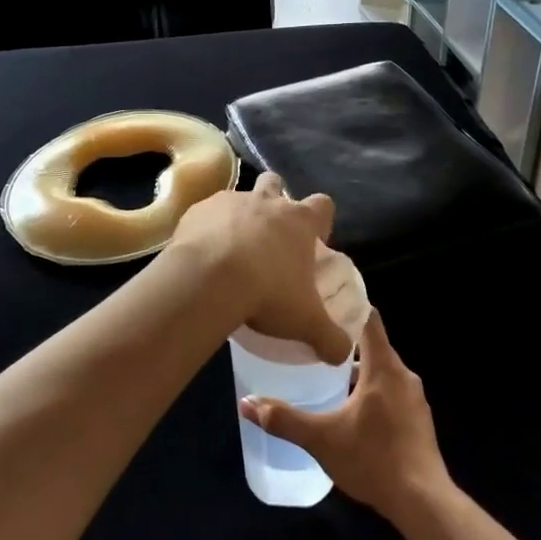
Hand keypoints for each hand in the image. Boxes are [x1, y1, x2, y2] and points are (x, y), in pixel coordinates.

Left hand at [166, 172, 352, 363]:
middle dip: (276, 200)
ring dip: (239, 216)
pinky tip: (203, 255)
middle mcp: (267, 202)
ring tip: (232, 247)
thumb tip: (343, 355)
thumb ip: (330, 338)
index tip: (314, 239)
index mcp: (299, 221)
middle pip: (276, 185)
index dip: (320, 219)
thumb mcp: (306, 322)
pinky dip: (207, 229)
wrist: (208, 280)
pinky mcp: (197, 211)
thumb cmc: (267, 293)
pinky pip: (206, 215)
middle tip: (270, 235)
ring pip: (239, 197)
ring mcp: (229, 202)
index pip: (322, 205)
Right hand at [239, 310, 448, 522]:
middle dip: (344, 341)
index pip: (369, 318)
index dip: (348, 306)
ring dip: (356, 370)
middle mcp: (403, 375)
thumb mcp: (322, 439)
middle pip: (373, 345)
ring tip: (324, 374)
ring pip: (381, 371)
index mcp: (384, 367)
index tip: (323, 302)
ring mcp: (414, 398)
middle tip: (312, 340)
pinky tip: (350, 409)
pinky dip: (370, 391)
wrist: (423, 501)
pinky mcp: (417, 419)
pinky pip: (391, 392)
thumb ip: (284, 420)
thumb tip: (246, 404)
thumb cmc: (373, 459)